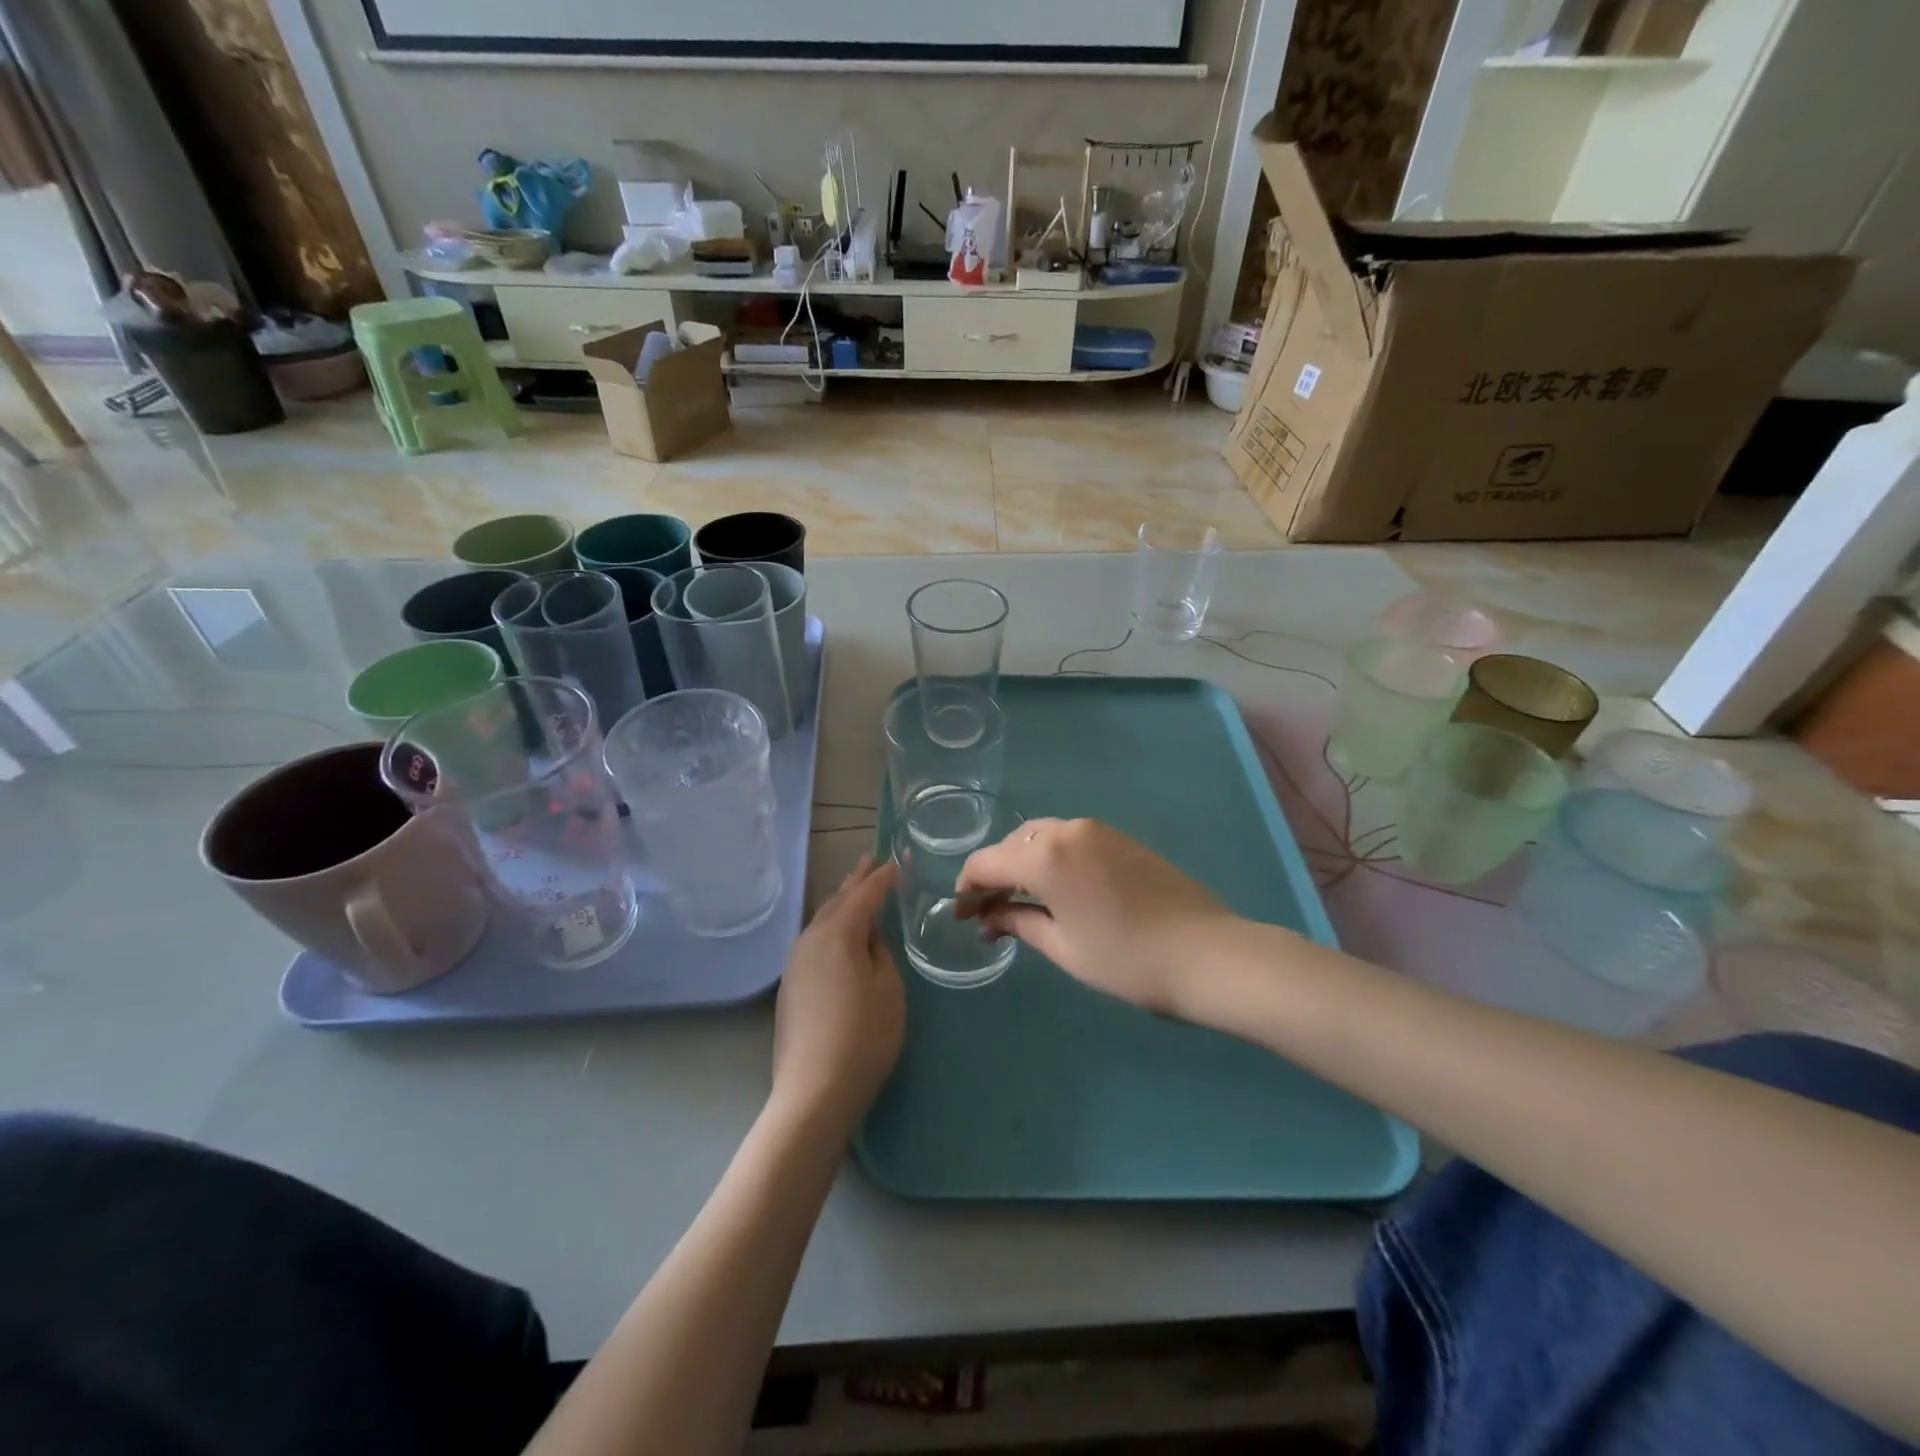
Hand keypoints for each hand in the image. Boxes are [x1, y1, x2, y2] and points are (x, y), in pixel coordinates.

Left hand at [771, 855, 904, 1134]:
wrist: (814, 1091)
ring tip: (855, 890)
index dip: (884, 877)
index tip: (900, 861)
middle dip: (856, 880)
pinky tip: (838, 934)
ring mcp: (795, 962)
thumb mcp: (888, 989)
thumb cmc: (864, 1037)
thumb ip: (880, 952)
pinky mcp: (790, 985)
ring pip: (822, 919)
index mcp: (839, 934)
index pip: (865, 894)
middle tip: (871, 860)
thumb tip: (869, 935)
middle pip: (837, 900)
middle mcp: (811, 939)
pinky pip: (814, 940)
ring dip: (841, 902)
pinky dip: (831, 926)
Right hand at [957, 819, 1232, 1014]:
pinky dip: (1052, 859)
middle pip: (1013, 845)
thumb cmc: (1127, 960)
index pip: (987, 862)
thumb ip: (1019, 923)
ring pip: (1042, 837)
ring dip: (1023, 864)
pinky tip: (1056, 890)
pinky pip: (1070, 840)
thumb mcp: (1064, 947)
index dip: (967, 888)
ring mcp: (1098, 830)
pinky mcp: (1121, 838)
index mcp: (1045, 855)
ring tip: (1020, 902)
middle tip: (987, 913)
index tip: (960, 916)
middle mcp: (1067, 830)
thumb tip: (988, 917)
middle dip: (994, 875)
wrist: (1209, 955)